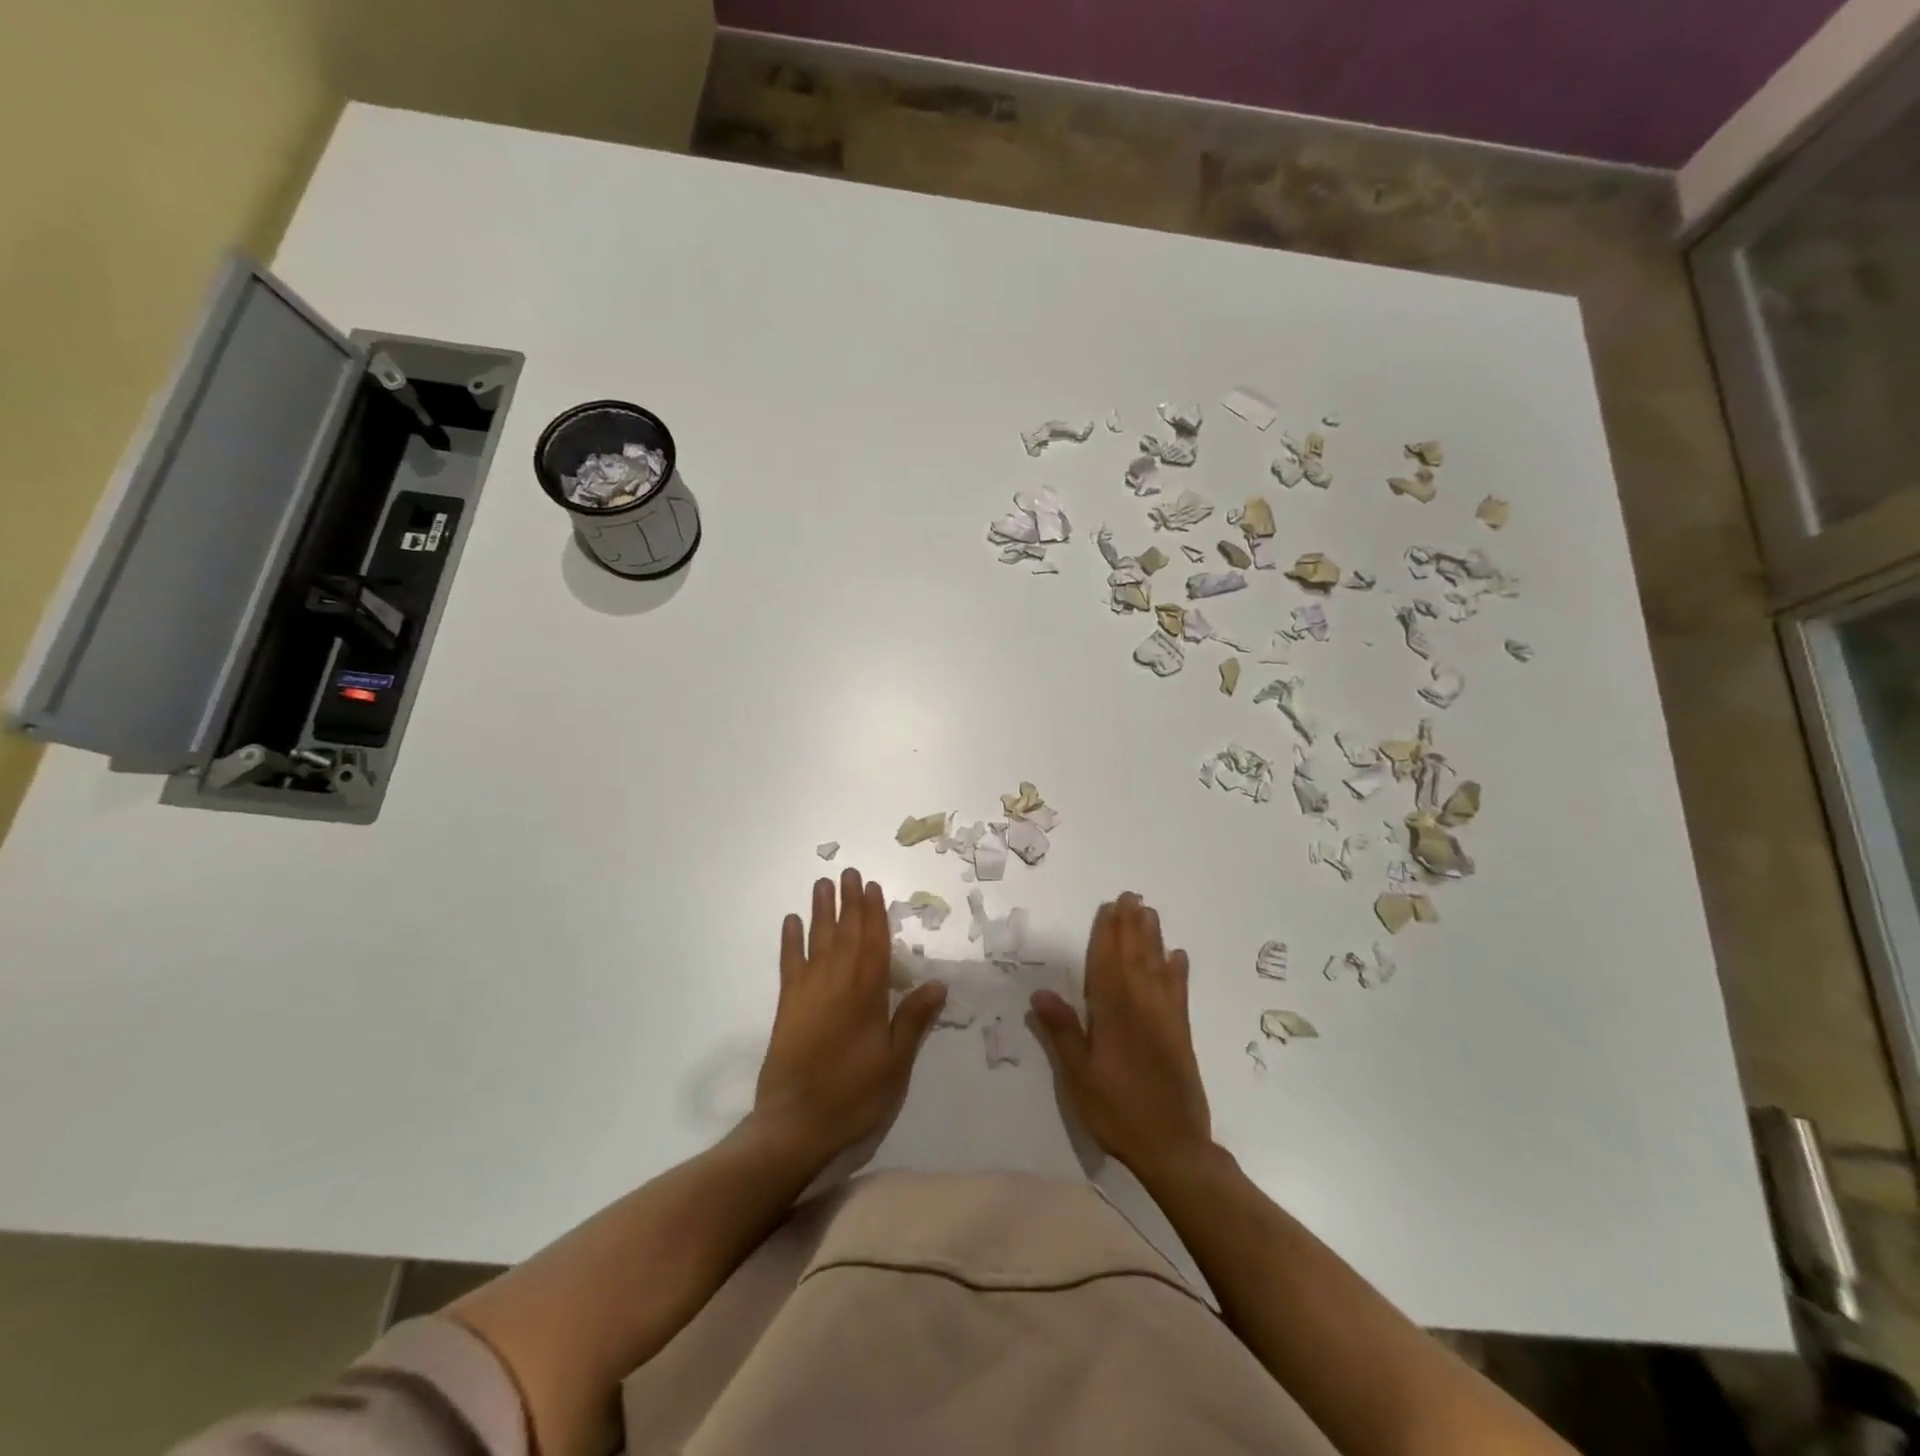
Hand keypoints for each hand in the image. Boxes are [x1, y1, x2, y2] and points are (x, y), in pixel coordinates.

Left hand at [754, 868, 946, 1167]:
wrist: (795, 1124)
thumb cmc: (854, 1094)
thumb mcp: (895, 1063)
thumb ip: (913, 1020)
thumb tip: (938, 983)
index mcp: (867, 993)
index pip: (874, 942)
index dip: (874, 913)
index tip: (873, 887)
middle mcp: (837, 981)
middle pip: (845, 932)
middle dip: (849, 901)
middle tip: (849, 872)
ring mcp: (808, 990)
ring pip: (817, 939)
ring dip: (820, 910)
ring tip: (822, 884)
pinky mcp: (787, 1005)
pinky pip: (789, 962)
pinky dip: (790, 940)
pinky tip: (791, 922)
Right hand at [1030, 892, 1212, 1178]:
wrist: (1173, 1146)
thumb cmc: (1117, 1111)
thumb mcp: (1078, 1077)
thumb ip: (1062, 1032)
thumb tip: (1040, 992)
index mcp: (1113, 1014)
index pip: (1106, 964)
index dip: (1106, 934)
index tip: (1108, 907)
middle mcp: (1141, 1007)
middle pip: (1134, 957)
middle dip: (1131, 926)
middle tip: (1132, 897)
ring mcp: (1165, 1018)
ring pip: (1157, 967)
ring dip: (1153, 938)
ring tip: (1150, 913)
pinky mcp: (1181, 1033)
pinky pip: (1179, 992)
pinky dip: (1177, 971)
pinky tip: (1177, 956)